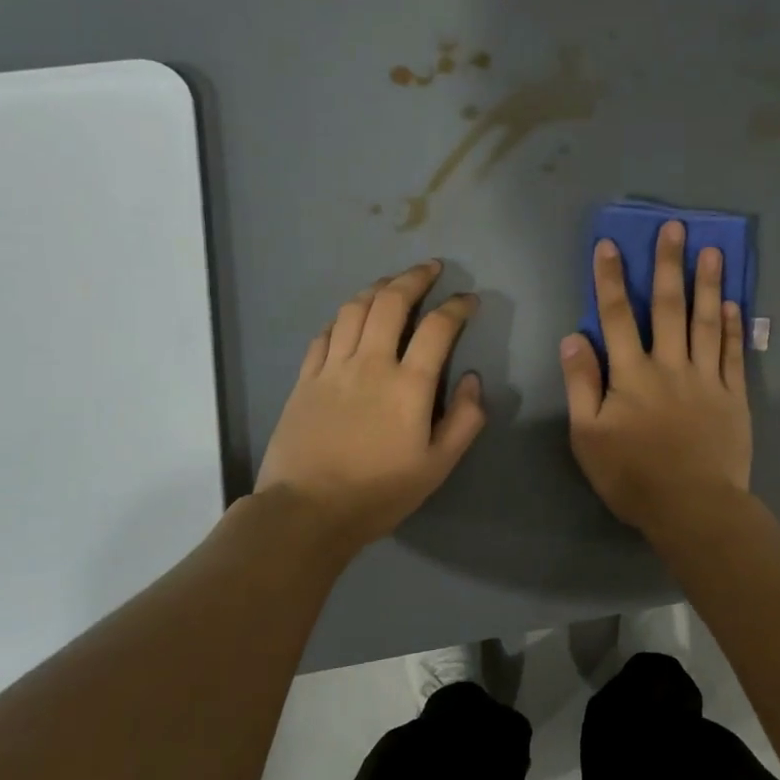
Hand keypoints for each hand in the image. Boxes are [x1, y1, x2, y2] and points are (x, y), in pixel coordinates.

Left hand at [255, 260, 485, 551]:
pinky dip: (344, 315)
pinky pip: (326, 333)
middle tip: (432, 268)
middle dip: (415, 278)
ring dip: (378, 287)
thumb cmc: (379, 492)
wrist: (307, 511)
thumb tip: (473, 379)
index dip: (457, 307)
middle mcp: (370, 363)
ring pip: (355, 309)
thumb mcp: (438, 466)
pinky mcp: (305, 379)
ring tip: (394, 282)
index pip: (438, 328)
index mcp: (408, 385)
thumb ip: (465, 420)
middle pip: (392, 302)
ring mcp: (332, 368)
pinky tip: (352, 316)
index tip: (469, 300)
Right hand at [559, 222, 751, 530]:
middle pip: (668, 307)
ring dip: (708, 284)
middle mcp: (670, 365)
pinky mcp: (733, 396)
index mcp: (631, 375)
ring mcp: (706, 379)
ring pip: (707, 322)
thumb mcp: (588, 437)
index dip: (610, 280)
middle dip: (668, 265)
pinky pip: (733, 353)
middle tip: (676, 227)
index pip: (616, 317)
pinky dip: (733, 326)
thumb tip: (574, 338)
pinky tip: (734, 302)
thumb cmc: (632, 476)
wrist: (693, 507)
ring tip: (713, 250)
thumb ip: (581, 385)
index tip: (609, 246)